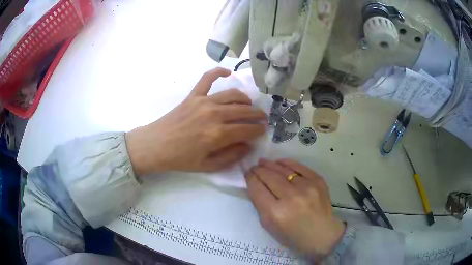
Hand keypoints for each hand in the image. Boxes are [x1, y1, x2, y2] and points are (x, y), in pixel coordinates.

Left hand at [125, 68, 266, 175]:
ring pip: (232, 95)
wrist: (156, 145)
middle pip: (243, 111)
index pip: (247, 129)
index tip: (263, 130)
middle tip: (262, 118)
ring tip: (249, 105)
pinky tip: (228, 72)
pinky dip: (218, 72)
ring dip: (245, 99)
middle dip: (257, 114)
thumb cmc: (181, 159)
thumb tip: (248, 145)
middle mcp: (214, 114)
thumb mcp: (208, 166)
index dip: (258, 130)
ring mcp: (203, 102)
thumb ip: (231, 156)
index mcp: (218, 135)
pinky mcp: (193, 95)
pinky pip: (207, 78)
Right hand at [245, 158, 344, 259]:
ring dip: (270, 165)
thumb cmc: (293, 236)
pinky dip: (288, 163)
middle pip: (269, 177)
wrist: (322, 235)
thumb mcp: (270, 226)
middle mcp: (291, 197)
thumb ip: (260, 205)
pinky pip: (299, 167)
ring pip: (283, 170)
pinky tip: (280, 162)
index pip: (257, 188)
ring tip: (263, 162)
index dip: (250, 178)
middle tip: (254, 167)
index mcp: (275, 213)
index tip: (247, 174)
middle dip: (258, 170)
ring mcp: (306, 187)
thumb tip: (255, 185)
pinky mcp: (318, 181)